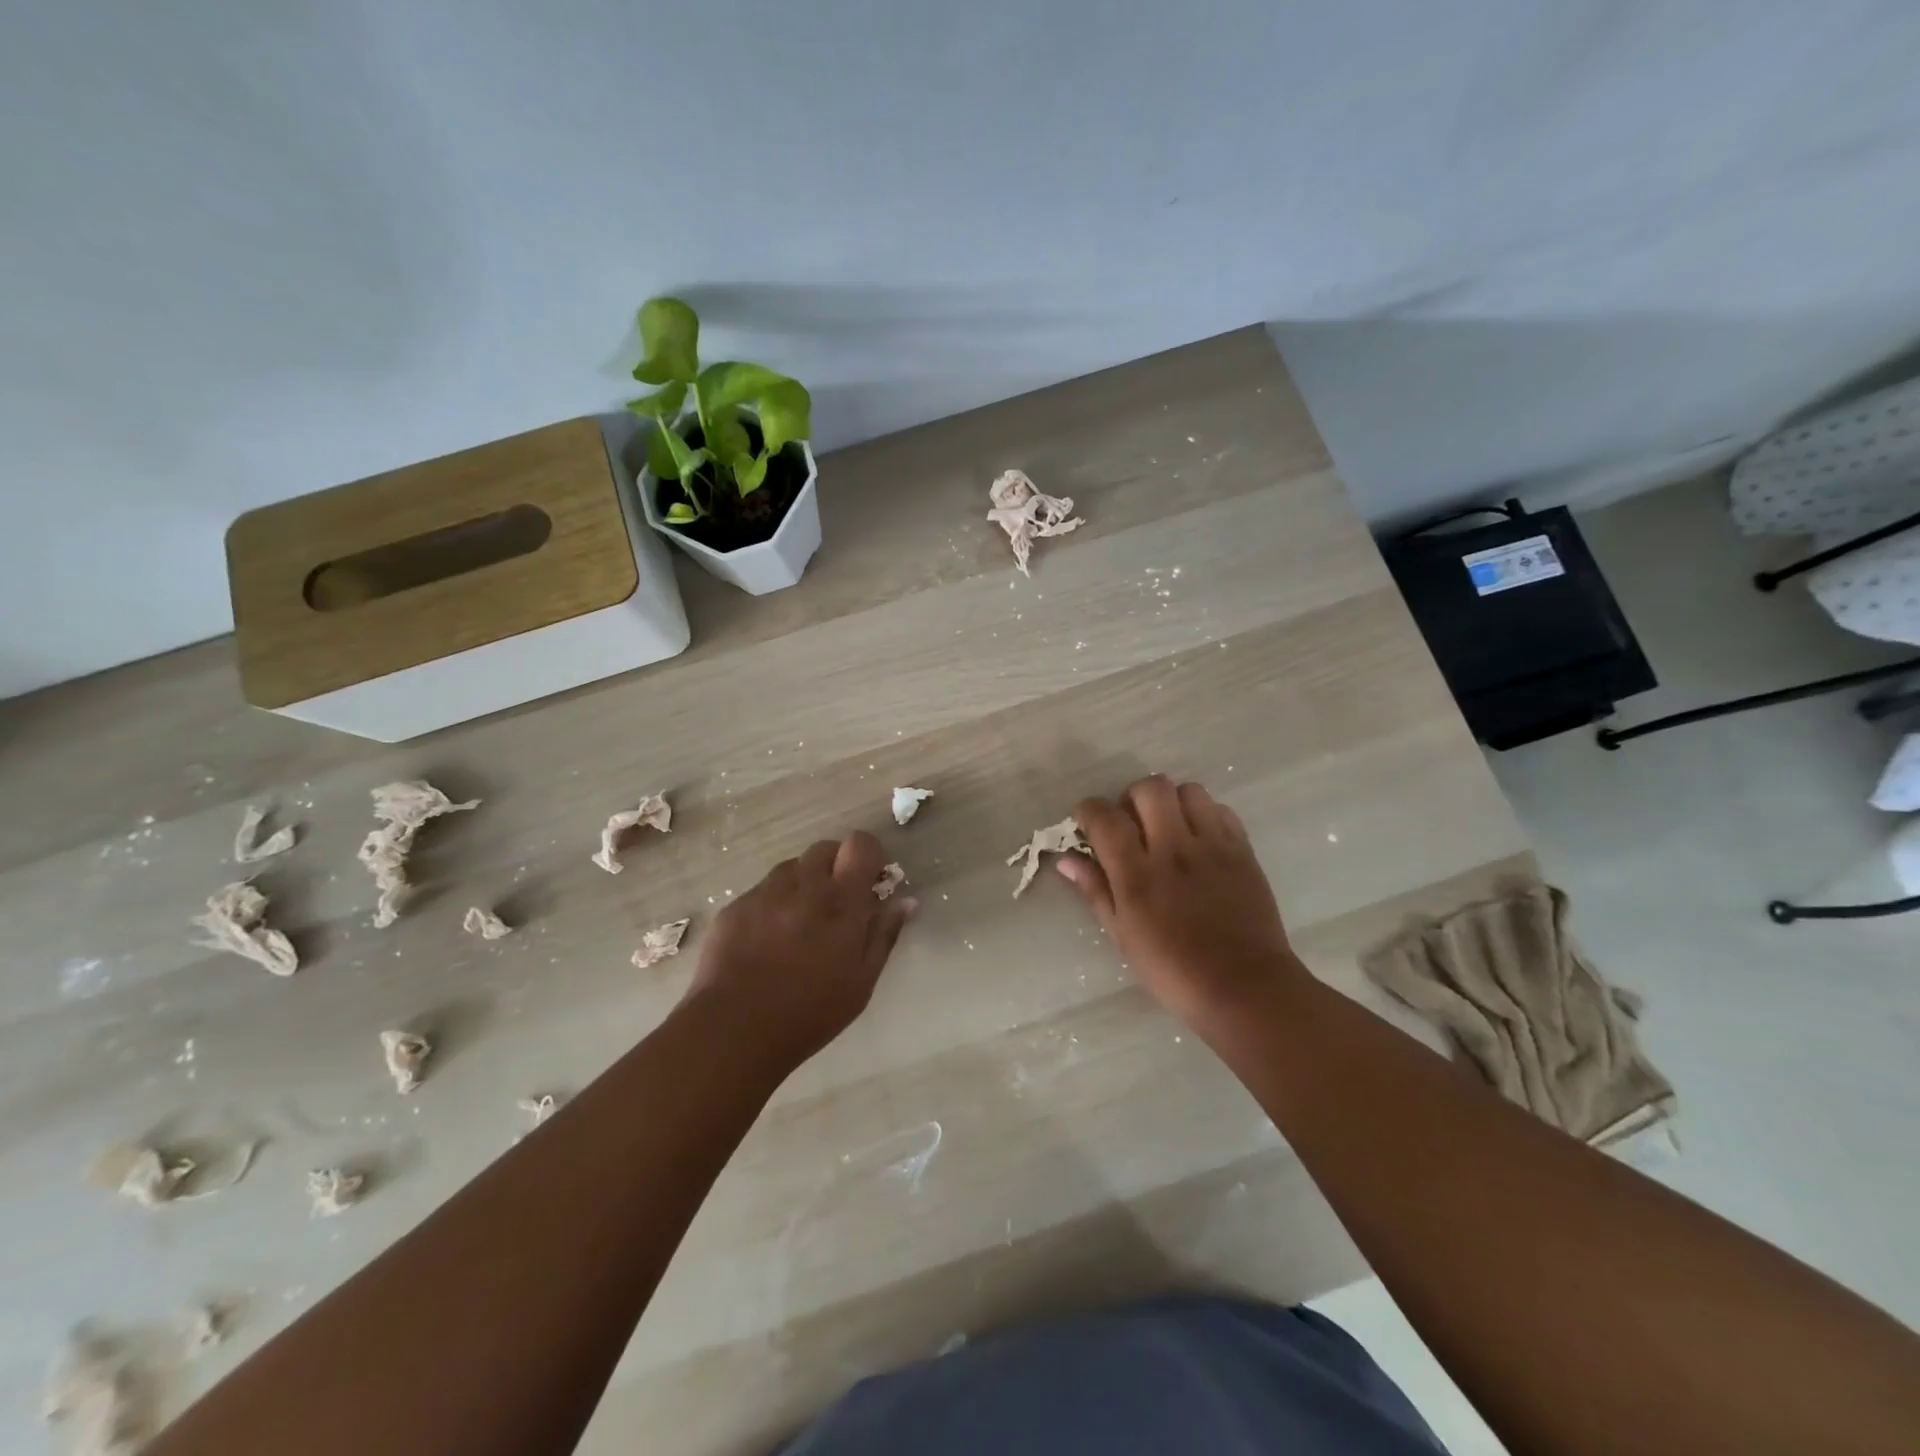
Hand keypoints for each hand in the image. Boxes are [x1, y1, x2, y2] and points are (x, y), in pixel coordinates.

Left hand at [683, 830, 914, 1067]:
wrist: (733, 1031)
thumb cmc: (809, 1013)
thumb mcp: (861, 983)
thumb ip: (884, 935)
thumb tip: (905, 901)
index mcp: (840, 902)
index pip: (859, 845)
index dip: (867, 855)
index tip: (868, 881)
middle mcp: (803, 886)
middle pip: (824, 849)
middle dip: (835, 867)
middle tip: (834, 905)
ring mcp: (764, 893)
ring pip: (791, 868)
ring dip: (802, 884)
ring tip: (798, 923)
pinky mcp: (735, 907)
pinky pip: (761, 891)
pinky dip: (772, 904)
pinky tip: (766, 940)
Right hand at [1058, 776, 1300, 1032]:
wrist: (1244, 988)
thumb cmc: (1173, 970)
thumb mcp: (1122, 935)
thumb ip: (1095, 890)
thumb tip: (1067, 860)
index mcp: (1137, 874)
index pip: (1104, 817)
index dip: (1089, 812)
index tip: (1088, 824)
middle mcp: (1173, 849)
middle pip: (1149, 788)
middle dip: (1132, 798)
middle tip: (1132, 824)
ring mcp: (1212, 846)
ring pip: (1188, 790)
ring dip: (1171, 802)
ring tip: (1169, 827)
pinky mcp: (1242, 850)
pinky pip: (1221, 810)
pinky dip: (1204, 815)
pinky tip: (1200, 841)